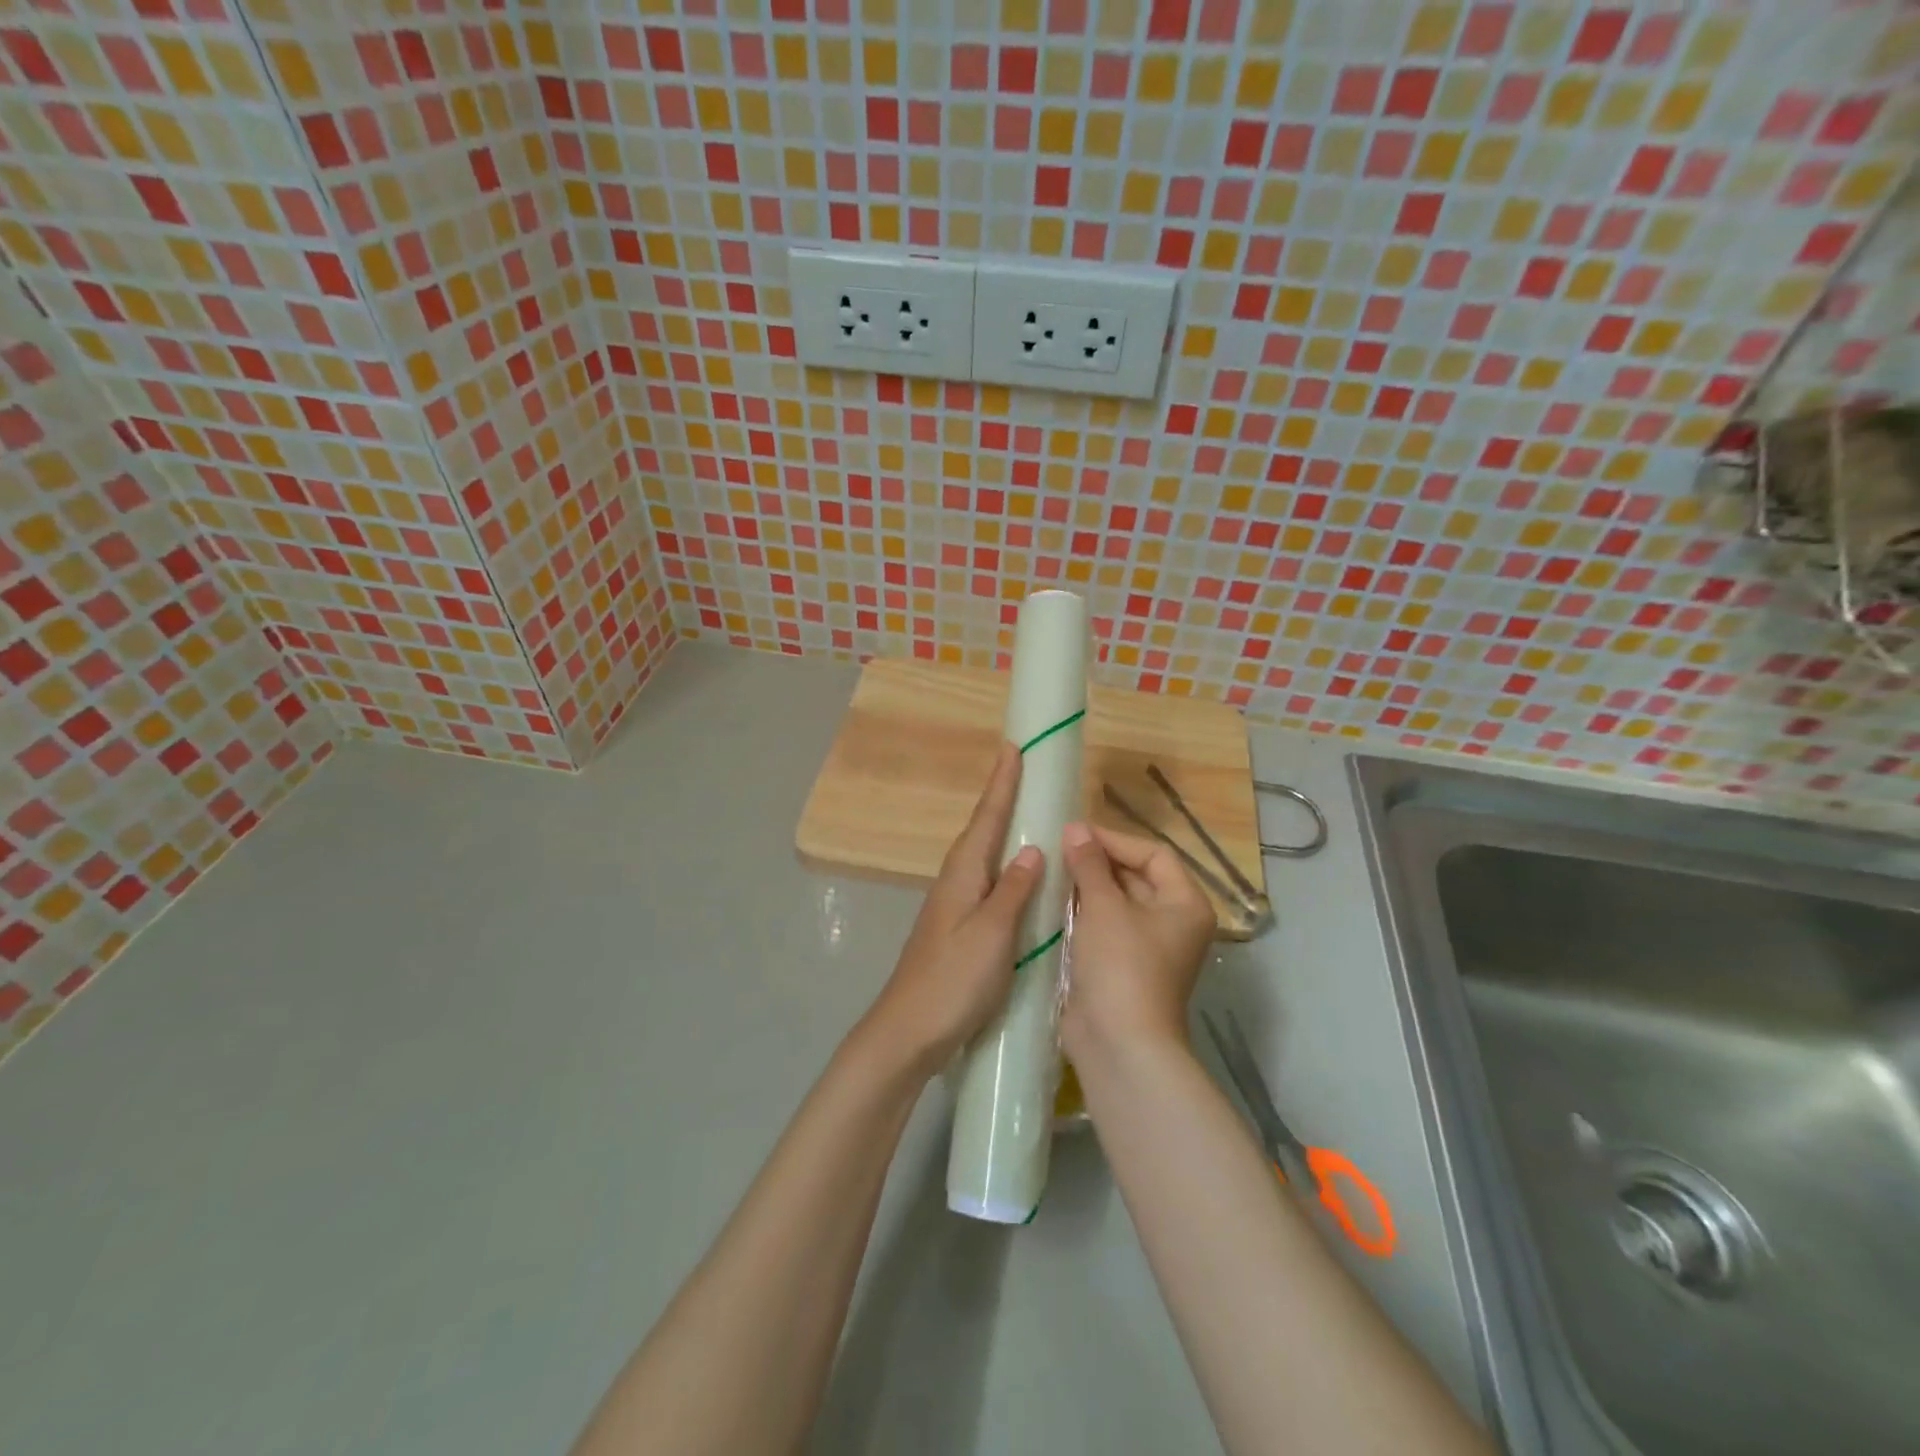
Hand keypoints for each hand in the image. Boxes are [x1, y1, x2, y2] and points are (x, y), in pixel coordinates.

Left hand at [857, 743, 1042, 1077]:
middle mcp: (954, 882)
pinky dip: (1002, 867)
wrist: (908, 1031)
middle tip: (1023, 771)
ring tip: (1026, 813)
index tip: (1012, 747)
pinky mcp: (956, 929)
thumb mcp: (992, 934)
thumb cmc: (953, 980)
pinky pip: (985, 883)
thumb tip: (1033, 848)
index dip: (1001, 784)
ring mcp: (952, 906)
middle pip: (981, 831)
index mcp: (962, 875)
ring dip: (1001, 830)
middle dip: (1001, 800)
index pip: (986, 818)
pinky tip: (1016, 878)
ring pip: (982, 857)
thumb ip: (1013, 891)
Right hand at [1058, 822, 1214, 1060]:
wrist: (1119, 1044)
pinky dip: (1084, 913)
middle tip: (1058, 848)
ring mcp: (1148, 947)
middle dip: (1098, 862)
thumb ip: (1089, 864)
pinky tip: (1053, 903)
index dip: (1115, 839)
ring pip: (1118, 903)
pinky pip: (1105, 927)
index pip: (1154, 854)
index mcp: (1185, 903)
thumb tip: (1075, 828)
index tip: (1075, 833)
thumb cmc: (1121, 965)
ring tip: (1052, 870)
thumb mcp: (1104, 907)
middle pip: (1137, 877)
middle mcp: (1173, 922)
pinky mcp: (1123, 967)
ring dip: (1088, 887)